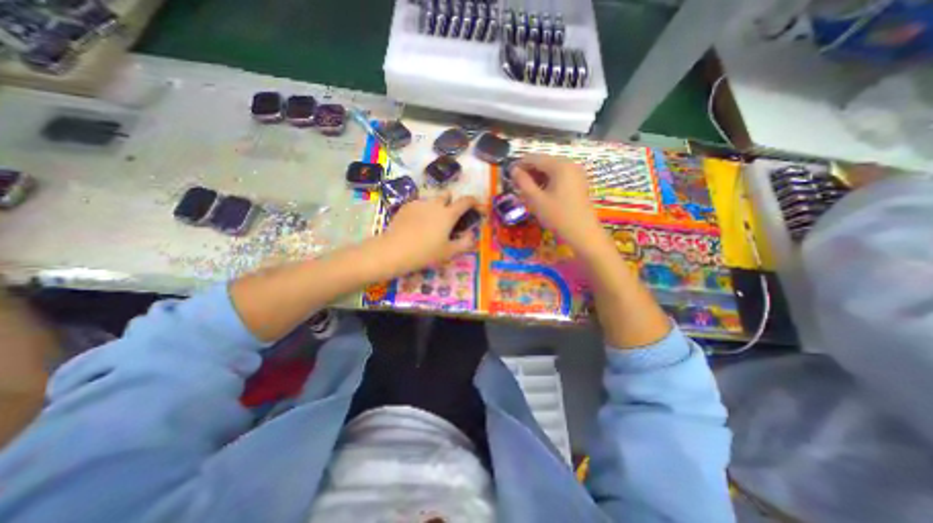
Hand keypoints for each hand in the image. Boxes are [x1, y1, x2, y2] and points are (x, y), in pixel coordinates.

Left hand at [374, 192, 480, 276]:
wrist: (394, 251)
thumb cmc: (425, 253)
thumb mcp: (449, 252)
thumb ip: (465, 243)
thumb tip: (472, 235)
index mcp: (448, 214)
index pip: (466, 201)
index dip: (475, 202)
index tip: (478, 207)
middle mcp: (435, 204)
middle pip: (447, 195)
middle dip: (452, 203)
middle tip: (449, 219)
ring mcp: (419, 203)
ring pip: (432, 200)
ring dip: (436, 208)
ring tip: (430, 225)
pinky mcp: (406, 206)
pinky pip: (419, 205)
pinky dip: (423, 212)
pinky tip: (416, 226)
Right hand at [508, 155, 604, 251]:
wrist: (583, 233)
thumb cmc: (558, 216)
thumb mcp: (536, 200)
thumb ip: (523, 182)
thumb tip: (513, 170)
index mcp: (560, 166)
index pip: (535, 158)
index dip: (520, 165)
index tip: (508, 175)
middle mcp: (570, 164)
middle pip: (544, 162)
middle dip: (529, 172)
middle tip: (517, 186)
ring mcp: (576, 173)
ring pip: (551, 170)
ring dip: (537, 178)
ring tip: (526, 191)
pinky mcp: (578, 182)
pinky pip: (559, 176)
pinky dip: (548, 182)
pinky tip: (540, 193)